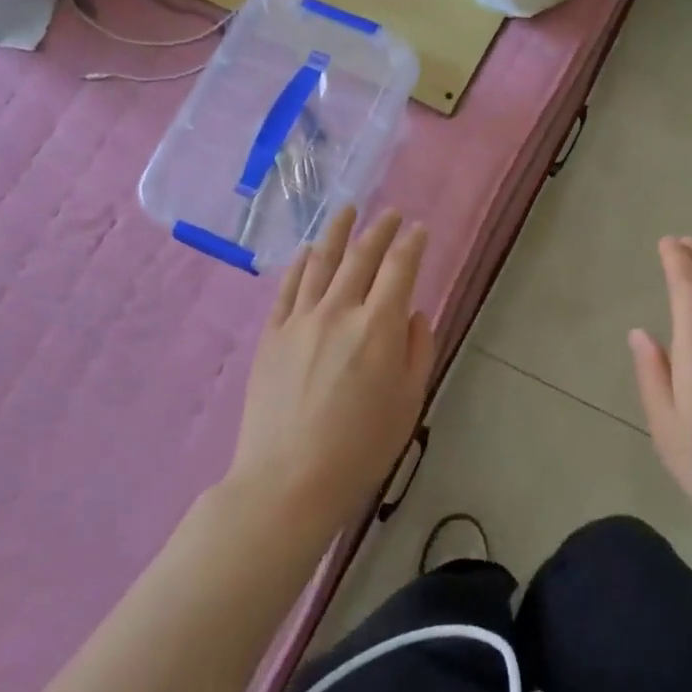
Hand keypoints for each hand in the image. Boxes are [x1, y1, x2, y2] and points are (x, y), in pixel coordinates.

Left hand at [230, 207, 434, 537]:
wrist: (288, 480)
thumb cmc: (360, 447)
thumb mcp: (408, 401)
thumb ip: (417, 349)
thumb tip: (414, 313)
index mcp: (379, 326)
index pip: (399, 268)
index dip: (412, 243)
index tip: (419, 229)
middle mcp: (339, 310)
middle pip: (361, 256)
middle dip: (380, 230)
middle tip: (390, 214)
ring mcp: (300, 319)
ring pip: (321, 262)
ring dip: (338, 232)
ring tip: (348, 211)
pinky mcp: (272, 334)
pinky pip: (288, 286)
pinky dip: (302, 263)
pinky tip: (309, 251)